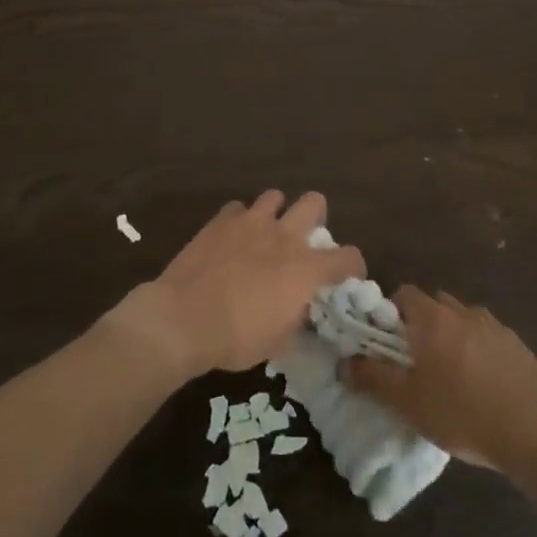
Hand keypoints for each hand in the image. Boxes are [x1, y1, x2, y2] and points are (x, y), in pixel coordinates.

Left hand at [110, 192, 364, 378]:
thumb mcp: (278, 341)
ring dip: (276, 213)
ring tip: (266, 234)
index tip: (346, 276)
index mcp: (306, 269)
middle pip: (314, 202)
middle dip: (315, 217)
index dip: (352, 266)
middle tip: (303, 241)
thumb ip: (296, 316)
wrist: (183, 318)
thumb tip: (298, 308)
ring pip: (275, 196)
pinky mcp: (220, 220)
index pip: (348, 256)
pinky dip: (240, 221)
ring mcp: (251, 222)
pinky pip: (238, 209)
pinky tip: (233, 238)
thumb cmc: (236, 338)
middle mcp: (284, 236)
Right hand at [343, 286, 536, 472]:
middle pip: (436, 304)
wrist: (530, 433)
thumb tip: (344, 362)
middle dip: (424, 323)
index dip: (394, 313)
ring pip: (465, 319)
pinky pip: (490, 337)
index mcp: (434, 318)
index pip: (405, 294)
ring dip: (454, 335)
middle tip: (418, 359)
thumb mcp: (407, 401)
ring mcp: (495, 327)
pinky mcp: (519, 346)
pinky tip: (484, 382)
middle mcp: (464, 312)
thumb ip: (372, 377)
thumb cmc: (460, 412)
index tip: (391, 342)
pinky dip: (481, 350)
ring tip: (453, 372)